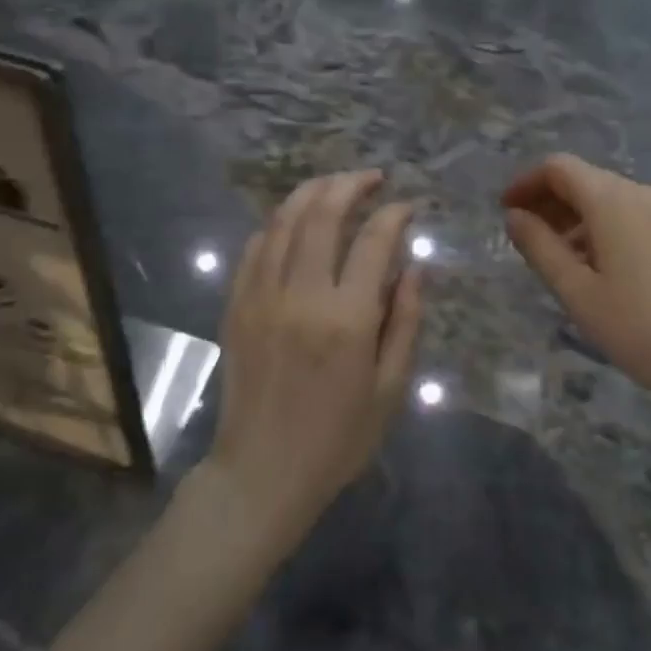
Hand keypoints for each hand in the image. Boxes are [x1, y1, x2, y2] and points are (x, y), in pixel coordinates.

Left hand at [203, 169, 423, 551]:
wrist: (262, 473)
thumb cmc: (337, 439)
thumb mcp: (390, 388)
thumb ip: (404, 321)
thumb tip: (415, 267)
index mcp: (347, 319)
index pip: (374, 241)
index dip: (394, 214)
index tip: (407, 206)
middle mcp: (301, 295)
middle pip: (323, 215)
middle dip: (350, 184)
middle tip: (371, 178)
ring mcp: (261, 297)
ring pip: (284, 221)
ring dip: (312, 192)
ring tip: (335, 184)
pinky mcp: (236, 306)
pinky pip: (255, 248)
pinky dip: (278, 224)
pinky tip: (294, 221)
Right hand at [503, 154, 650, 409]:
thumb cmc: (637, 326)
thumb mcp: (576, 290)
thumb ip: (539, 247)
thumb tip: (514, 216)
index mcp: (614, 200)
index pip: (559, 168)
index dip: (526, 183)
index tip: (505, 211)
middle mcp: (644, 193)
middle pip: (585, 180)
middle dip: (549, 202)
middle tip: (524, 238)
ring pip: (609, 199)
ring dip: (575, 218)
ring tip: (557, 259)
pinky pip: (632, 216)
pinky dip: (603, 228)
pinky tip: (596, 267)